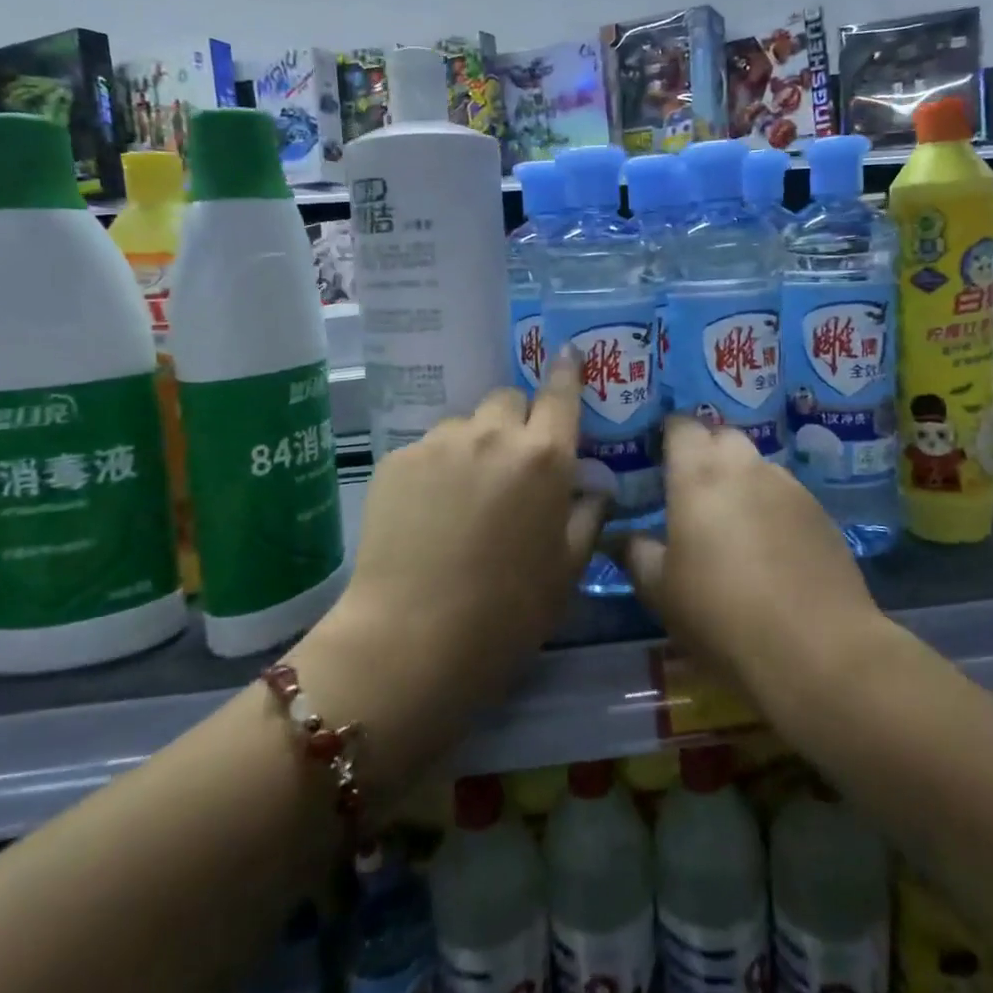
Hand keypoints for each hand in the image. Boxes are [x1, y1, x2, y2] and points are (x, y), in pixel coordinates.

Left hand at [290, 353, 603, 793]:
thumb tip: (594, 486)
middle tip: (512, 465)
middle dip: (516, 421)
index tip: (568, 355)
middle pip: (508, 399)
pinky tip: (428, 512)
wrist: (413, 638)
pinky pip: (428, 448)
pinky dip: (437, 467)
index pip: (561, 393)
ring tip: (464, 495)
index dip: (567, 371)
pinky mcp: (397, 459)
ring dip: (474, 444)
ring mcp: (439, 442)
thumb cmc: (507, 612)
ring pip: (466, 423)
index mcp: (544, 456)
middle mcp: (493, 434)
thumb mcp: (566, 570)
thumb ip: (587, 516)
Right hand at [616, 416, 883, 710]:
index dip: (667, 434)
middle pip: (722, 436)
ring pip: (756, 464)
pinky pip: (784, 493)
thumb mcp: (661, 591)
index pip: (681, 425)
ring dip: (739, 478)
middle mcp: (745, 467)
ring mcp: (789, 487)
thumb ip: (636, 554)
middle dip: (705, 451)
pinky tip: (767, 546)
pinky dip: (769, 505)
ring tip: (729, 520)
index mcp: (698, 474)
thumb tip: (622, 536)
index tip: (656, 457)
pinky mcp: (820, 513)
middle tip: (689, 489)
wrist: (817, 649)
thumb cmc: (722, 614)